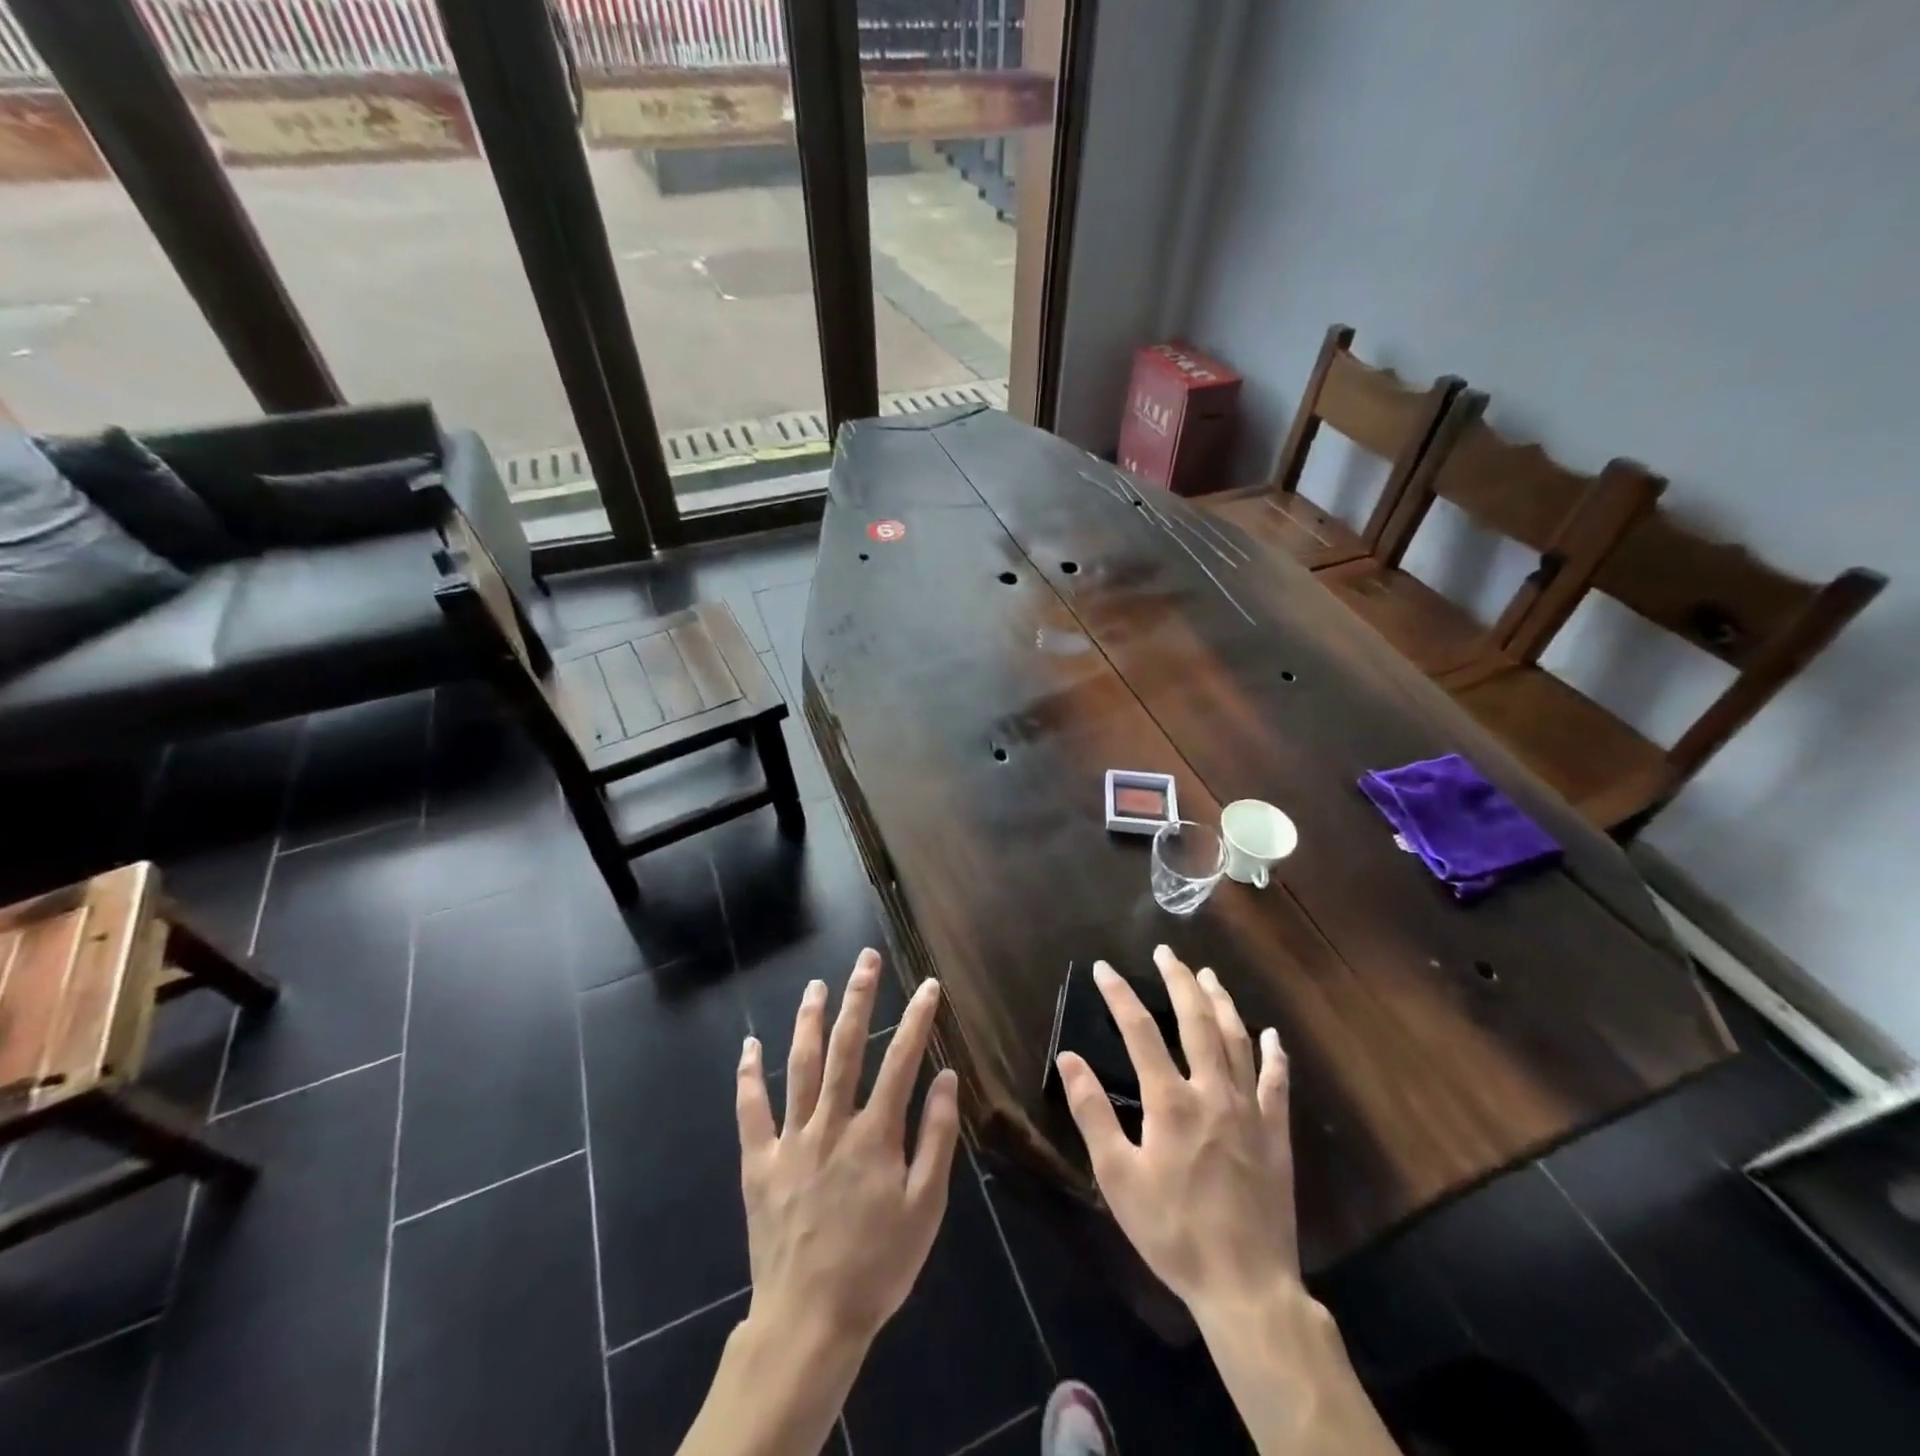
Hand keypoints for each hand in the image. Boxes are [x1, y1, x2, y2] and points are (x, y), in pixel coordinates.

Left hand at [736, 949, 961, 1345]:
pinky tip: (749, 1045)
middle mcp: (831, 1124)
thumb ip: (937, 1138)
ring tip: (816, 985)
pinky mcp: (759, 1163)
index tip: (929, 985)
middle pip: (845, 1048)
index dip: (917, 1019)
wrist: (809, 1322)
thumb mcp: (925, 1209)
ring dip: (808, 1020)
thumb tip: (947, 1077)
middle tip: (865, 959)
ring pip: (799, 1066)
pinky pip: (751, 1111)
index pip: (902, 1060)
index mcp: (875, 1135)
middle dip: (858, 998)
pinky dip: (749, 1076)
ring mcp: (791, 1140)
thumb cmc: (878, 1267)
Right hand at [1054, 945, 1297, 1317]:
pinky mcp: (1276, 1134)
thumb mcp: (1117, 1177)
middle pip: (1196, 1021)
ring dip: (1221, 1003)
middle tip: (1167, 952)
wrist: (1246, 1286)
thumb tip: (1069, 1059)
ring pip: (1236, 1041)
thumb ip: (1092, 1113)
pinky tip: (1270, 1035)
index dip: (1120, 994)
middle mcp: (1212, 1092)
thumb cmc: (1173, 1232)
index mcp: (1170, 1101)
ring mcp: (1249, 1110)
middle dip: (1178, 981)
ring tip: (1208, 975)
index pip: (1140, 1030)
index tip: (1105, 968)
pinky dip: (1273, 1055)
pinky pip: (1277, 1084)